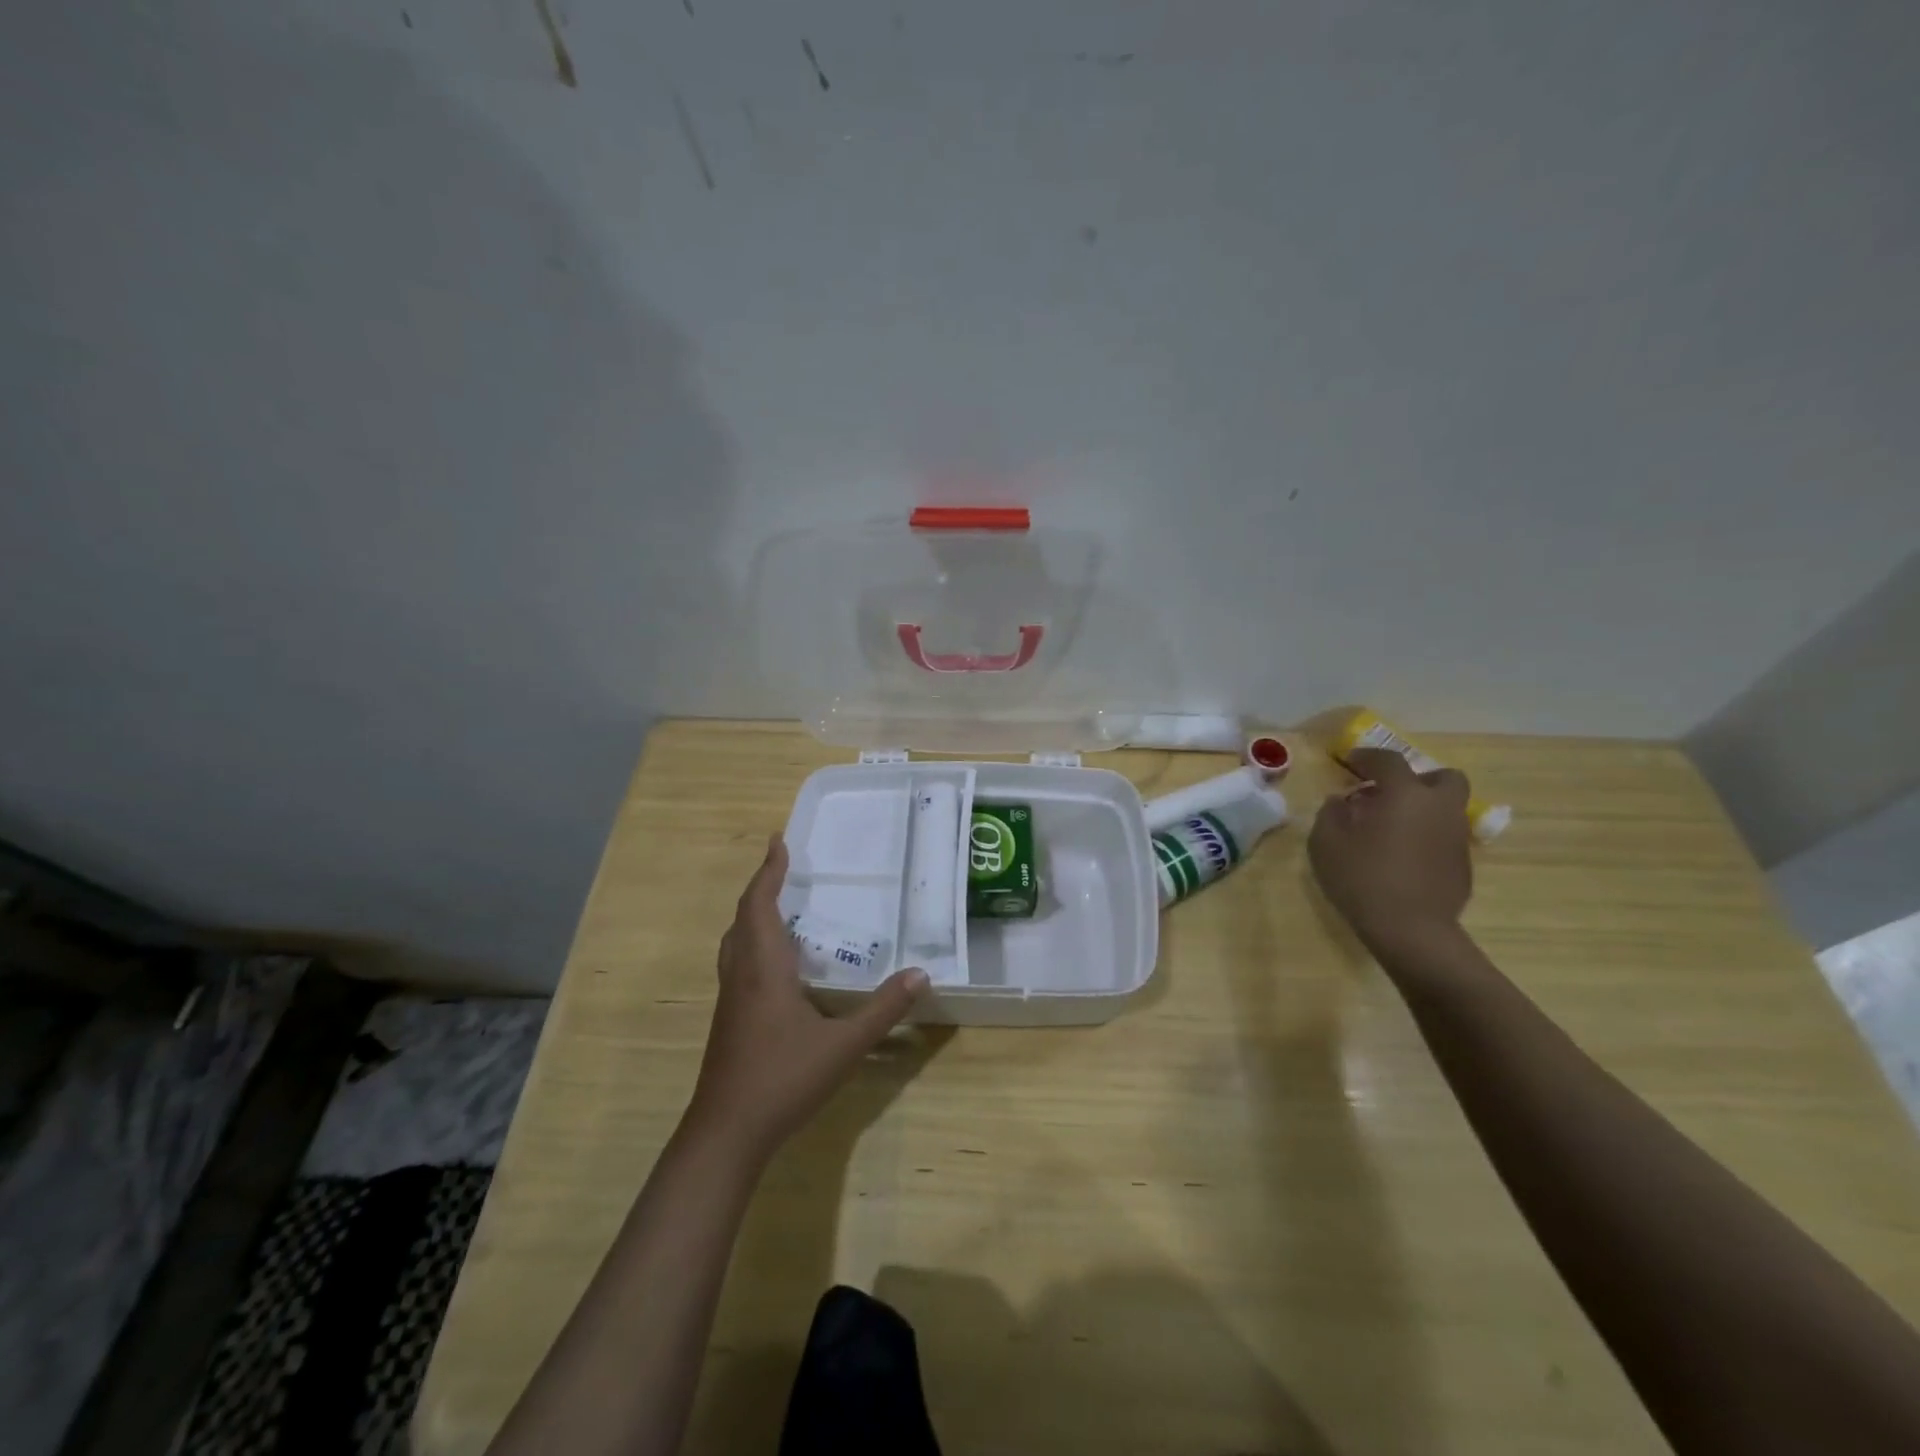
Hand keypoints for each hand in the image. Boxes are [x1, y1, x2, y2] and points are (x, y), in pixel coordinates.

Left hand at [688, 835, 928, 1162]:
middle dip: (761, 888)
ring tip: (780, 906)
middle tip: (783, 867)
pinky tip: (778, 965)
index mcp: (764, 969)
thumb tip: (920, 974)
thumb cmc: (782, 1080)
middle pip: (743, 918)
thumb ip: (883, 1010)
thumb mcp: (843, 1046)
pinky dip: (753, 943)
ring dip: (753, 915)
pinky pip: (738, 963)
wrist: (725, 1135)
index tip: (778, 841)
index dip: (768, 871)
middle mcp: (742, 975)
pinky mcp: (729, 1020)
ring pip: (735, 942)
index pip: (760, 905)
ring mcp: (730, 1000)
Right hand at [1309, 747, 1473, 953]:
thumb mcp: (1326, 842)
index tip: (1348, 762)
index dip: (1366, 757)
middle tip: (1389, 794)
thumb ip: (1331, 813)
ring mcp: (1456, 837)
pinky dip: (1427, 837)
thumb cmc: (1362, 878)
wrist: (1410, 931)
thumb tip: (1341, 801)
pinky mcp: (1463, 866)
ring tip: (1391, 828)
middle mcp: (1439, 808)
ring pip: (1446, 809)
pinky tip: (1403, 858)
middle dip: (1417, 779)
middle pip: (1443, 777)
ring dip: (1422, 809)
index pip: (1388, 760)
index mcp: (1405, 794)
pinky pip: (1445, 837)